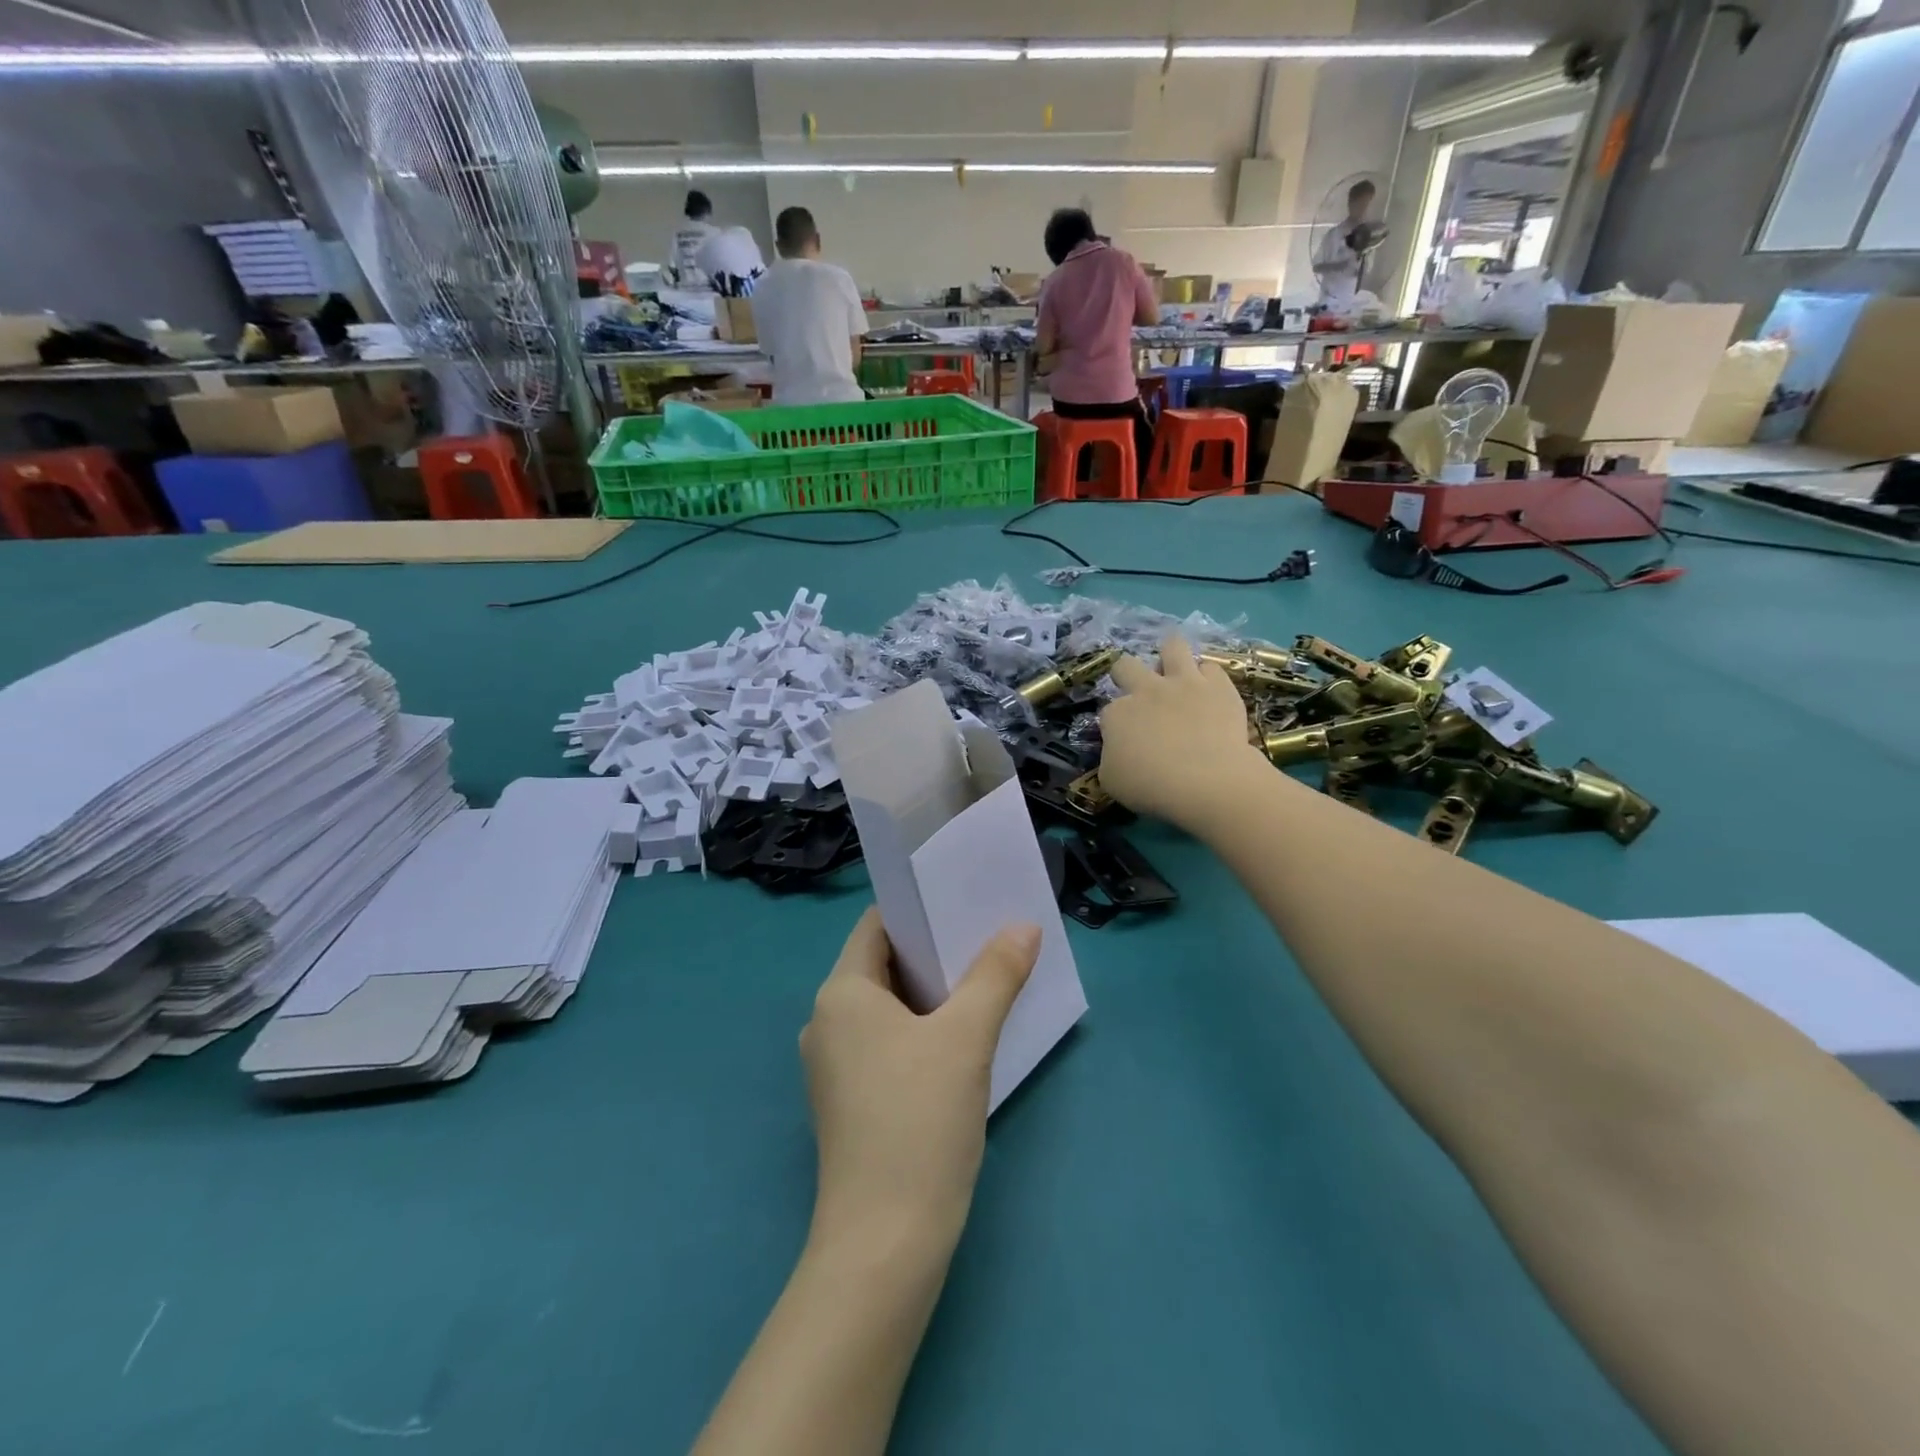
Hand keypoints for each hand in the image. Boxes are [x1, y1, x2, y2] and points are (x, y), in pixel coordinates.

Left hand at [800, 908, 1040, 1247]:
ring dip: (932, 993)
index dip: (919, 910)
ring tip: (984, 980)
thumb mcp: (966, 1038)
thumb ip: (996, 974)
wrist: (885, 1243)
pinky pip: (886, 1043)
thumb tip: (1023, 925)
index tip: (963, 903)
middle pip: (883, 965)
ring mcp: (835, 1066)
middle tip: (987, 938)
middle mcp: (826, 1021)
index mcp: (841, 993)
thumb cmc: (919, 1120)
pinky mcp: (850, 1101)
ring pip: (888, 1007)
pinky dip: (921, 1030)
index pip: (877, 926)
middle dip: (934, 952)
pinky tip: (961, 1038)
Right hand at [1098, 632, 1260, 827]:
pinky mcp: (1219, 686)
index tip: (1125, 741)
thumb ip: (1111, 757)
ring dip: (1171, 653)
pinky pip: (1211, 668)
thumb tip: (1119, 750)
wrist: (1207, 781)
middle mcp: (1146, 690)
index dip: (1116, 724)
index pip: (1108, 711)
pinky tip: (1210, 691)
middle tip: (1139, 693)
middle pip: (1126, 665)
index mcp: (1117, 714)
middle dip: (1127, 674)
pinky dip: (1209, 678)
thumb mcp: (1112, 781)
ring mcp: (1184, 683)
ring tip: (1175, 667)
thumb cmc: (1152, 787)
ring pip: (1173, 646)